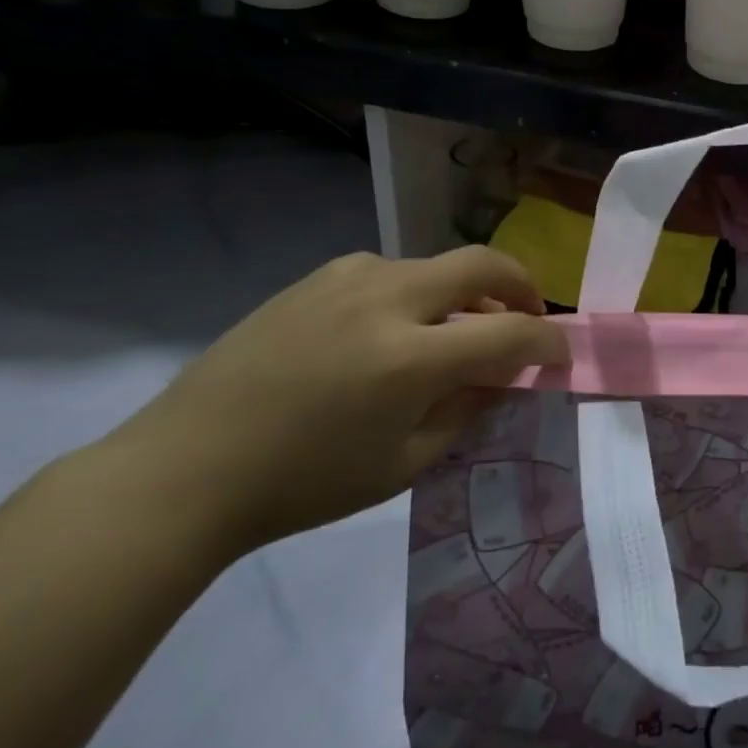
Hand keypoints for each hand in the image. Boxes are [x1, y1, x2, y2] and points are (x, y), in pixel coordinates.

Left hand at [101, 248, 566, 556]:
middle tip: (529, 317)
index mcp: (409, 358)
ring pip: (435, 264)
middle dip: (522, 286)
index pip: (509, 333)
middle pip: (482, 265)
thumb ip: (468, 409)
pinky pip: (391, 271)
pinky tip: (396, 330)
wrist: (187, 468)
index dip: (548, 342)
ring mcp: (346, 279)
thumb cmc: (304, 482)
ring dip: (467, 291)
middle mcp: (385, 300)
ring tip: (459, 332)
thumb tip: (505, 373)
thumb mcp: (404, 463)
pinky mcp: (316, 278)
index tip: (560, 356)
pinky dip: (419, 293)